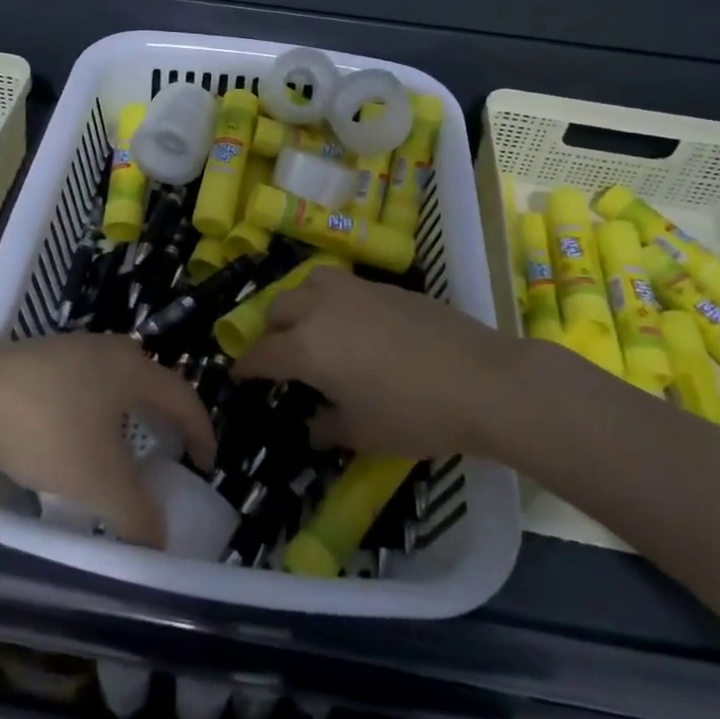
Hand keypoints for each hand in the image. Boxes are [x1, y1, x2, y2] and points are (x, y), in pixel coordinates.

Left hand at [0, 335, 216, 547]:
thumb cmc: (46, 432)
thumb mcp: (99, 482)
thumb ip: (138, 515)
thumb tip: (160, 541)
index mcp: (132, 369)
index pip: (183, 396)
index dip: (201, 430)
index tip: (206, 463)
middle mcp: (106, 348)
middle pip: (150, 380)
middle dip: (165, 416)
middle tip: (169, 451)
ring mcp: (69, 346)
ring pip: (113, 378)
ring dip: (126, 411)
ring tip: (121, 445)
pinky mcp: (36, 355)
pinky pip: (81, 379)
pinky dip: (93, 407)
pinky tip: (71, 431)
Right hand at [230, 268, 518, 460]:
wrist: (480, 379)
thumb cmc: (413, 414)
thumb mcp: (363, 433)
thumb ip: (327, 427)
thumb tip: (313, 427)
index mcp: (306, 346)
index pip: (261, 353)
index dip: (245, 367)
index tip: (239, 377)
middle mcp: (320, 308)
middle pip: (278, 309)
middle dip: (271, 334)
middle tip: (281, 360)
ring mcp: (354, 290)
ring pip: (307, 285)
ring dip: (299, 306)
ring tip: (313, 330)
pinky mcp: (384, 286)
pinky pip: (341, 286)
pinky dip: (331, 302)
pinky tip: (353, 326)